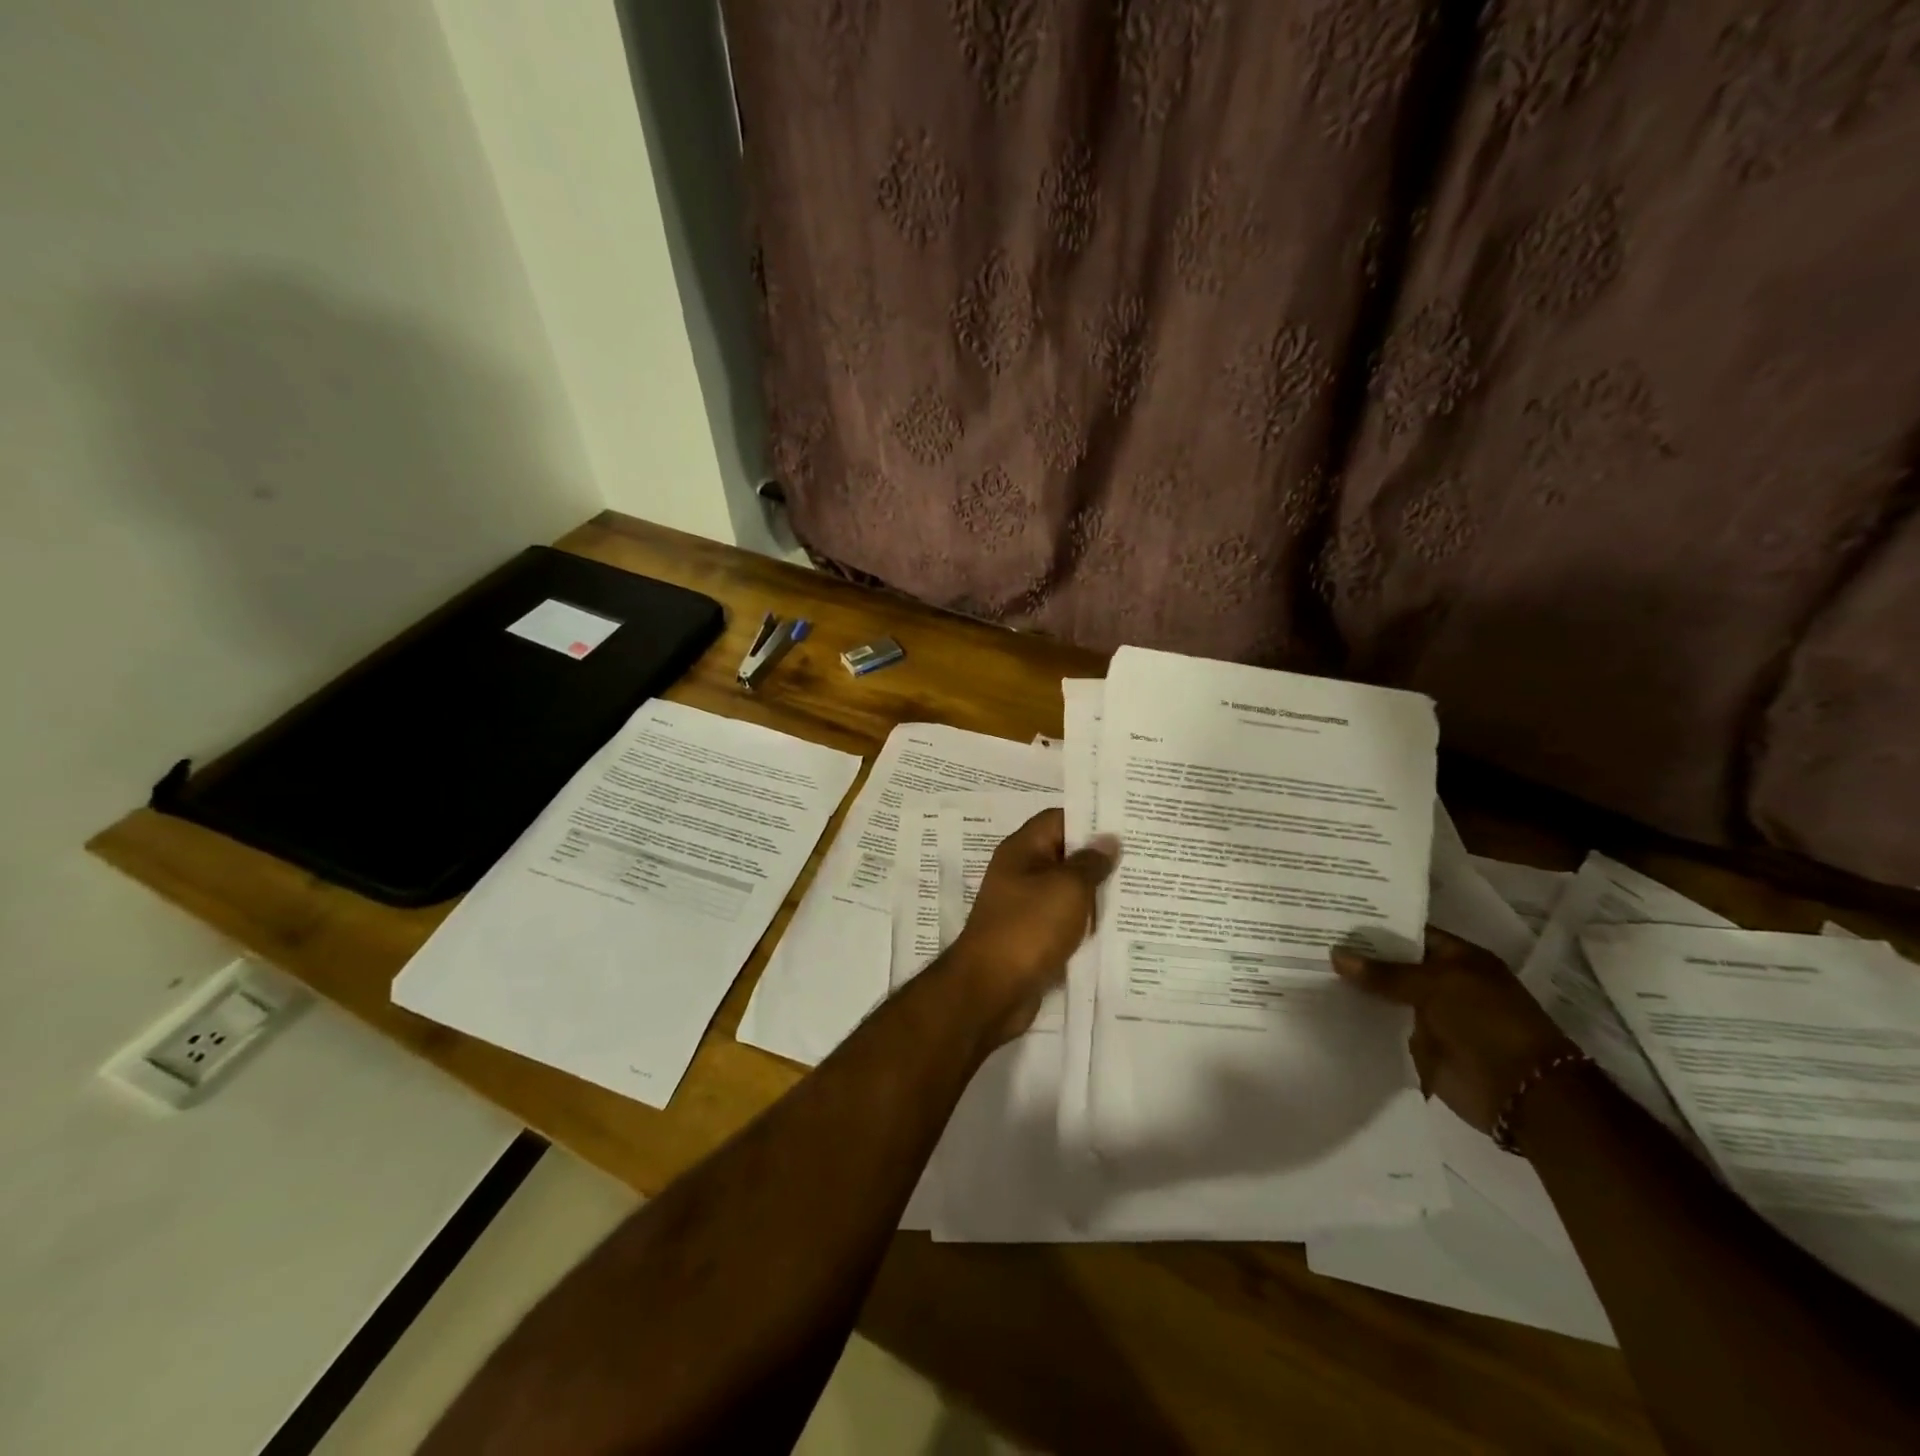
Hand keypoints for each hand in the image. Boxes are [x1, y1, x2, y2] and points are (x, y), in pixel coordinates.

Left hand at [949, 808, 1119, 1043]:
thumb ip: (1090, 863)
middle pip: (1065, 855)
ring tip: (1142, 889)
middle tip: (1145, 858)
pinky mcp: (1034, 938)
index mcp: (1022, 850)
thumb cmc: (1028, 928)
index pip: (1059, 819)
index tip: (1129, 824)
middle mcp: (1021, 873)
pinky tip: (1120, 927)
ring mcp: (1026, 907)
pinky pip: (1066, 922)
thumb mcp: (1067, 888)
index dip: (1092, 818)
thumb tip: (1108, 840)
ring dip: (1097, 893)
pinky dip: (1087, 924)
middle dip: (1101, 858)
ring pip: (1068, 891)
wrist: (991, 990)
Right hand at [1332, 928, 1577, 1137]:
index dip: (1373, 926)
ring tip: (1308, 972)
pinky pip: (1384, 1028)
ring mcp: (1431, 1016)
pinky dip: (1360, 1021)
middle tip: (1308, 942)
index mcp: (1458, 959)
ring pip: (1385, 996)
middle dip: (1357, 958)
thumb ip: (1385, 972)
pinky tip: (1324, 1008)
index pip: (1409, 933)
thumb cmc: (1488, 1023)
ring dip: (1355, 990)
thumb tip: (1336, 955)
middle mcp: (1443, 984)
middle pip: (1392, 965)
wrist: (1522, 1093)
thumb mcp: (1437, 986)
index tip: (1331, 918)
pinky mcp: (1419, 1046)